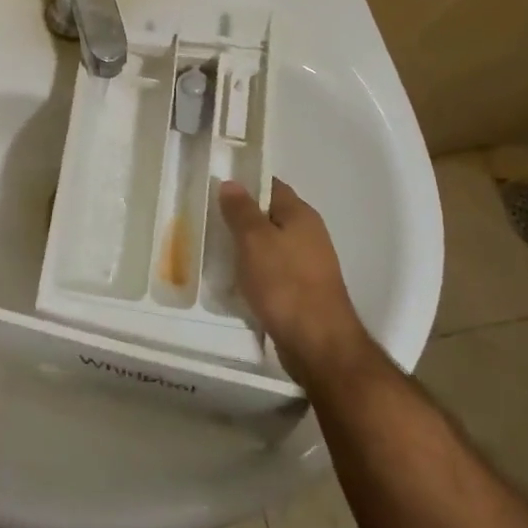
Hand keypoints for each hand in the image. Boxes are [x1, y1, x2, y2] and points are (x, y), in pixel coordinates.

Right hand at [218, 178, 378, 389]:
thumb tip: (231, 183)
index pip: (270, 185)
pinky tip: (236, 281)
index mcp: (300, 215)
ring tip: (215, 251)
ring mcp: (308, 264)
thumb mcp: (254, 240)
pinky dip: (255, 272)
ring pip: (270, 245)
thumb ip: (241, 210)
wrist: (318, 344)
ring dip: (246, 247)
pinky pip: (273, 271)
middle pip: (269, 215)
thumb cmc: (284, 284)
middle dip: (240, 217)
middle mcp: (308, 234)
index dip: (244, 183)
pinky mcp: (302, 290)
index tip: (215, 188)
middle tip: (208, 221)